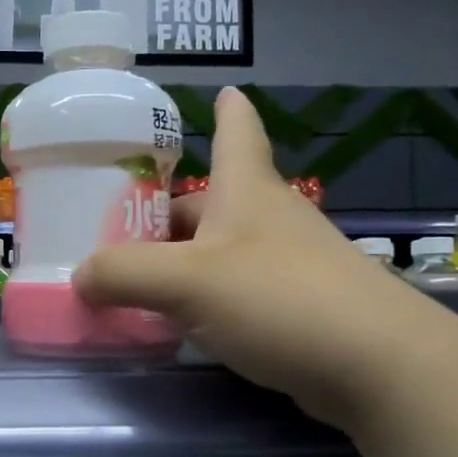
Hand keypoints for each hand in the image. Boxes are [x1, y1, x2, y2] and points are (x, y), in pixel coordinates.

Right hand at [74, 88, 435, 428]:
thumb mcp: (186, 281)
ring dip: (181, 259)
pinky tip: (178, 322)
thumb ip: (123, 274)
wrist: (376, 365)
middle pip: (211, 200)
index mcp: (245, 190)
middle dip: (166, 212)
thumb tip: (80, 276)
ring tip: (133, 280)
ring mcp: (288, 263)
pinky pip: (234, 290)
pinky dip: (202, 297)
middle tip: (114, 229)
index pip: (236, 132)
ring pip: (220, 248)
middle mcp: (269, 217)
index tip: (223, 92)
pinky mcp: (297, 306)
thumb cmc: (278, 297)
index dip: (227, 111)